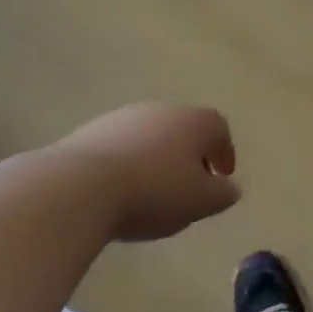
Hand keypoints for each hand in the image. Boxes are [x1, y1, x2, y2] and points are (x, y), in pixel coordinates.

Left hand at [55, 103, 240, 240]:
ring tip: (154, 189)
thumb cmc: (153, 192)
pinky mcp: (91, 131)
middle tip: (191, 183)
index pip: (219, 129)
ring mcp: (123, 117)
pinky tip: (122, 188)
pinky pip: (122, 145)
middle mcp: (161, 110)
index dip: (224, 151)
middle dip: (191, 154)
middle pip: (184, 128)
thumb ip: (222, 194)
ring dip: (158, 157)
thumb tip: (231, 188)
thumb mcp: (199, 201)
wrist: (80, 186)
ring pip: (151, 135)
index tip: (223, 175)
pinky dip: (130, 162)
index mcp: (193, 122)